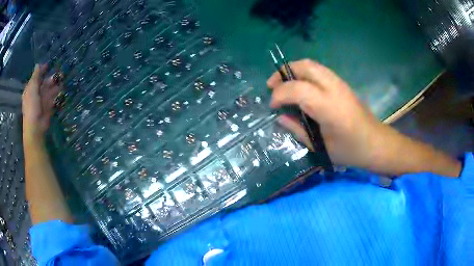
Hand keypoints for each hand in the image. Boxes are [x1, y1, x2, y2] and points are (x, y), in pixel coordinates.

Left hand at [22, 64, 61, 141]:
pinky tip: (61, 91)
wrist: (35, 127)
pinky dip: (57, 95)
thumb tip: (38, 64)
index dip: (41, 71)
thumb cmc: (31, 106)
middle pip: (44, 84)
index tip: (48, 65)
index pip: (36, 77)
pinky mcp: (48, 108)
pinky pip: (53, 99)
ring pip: (49, 91)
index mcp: (30, 89)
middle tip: (59, 74)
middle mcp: (36, 94)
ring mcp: (42, 102)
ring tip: (62, 81)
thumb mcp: (32, 89)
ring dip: (55, 86)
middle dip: (51, 79)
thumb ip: (35, 76)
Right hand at [267, 59, 385, 168]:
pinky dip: (305, 74)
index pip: (297, 89)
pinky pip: (319, 71)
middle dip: (284, 73)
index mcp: (328, 107)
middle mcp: (334, 88)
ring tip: (285, 86)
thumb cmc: (350, 151)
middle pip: (304, 66)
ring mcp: (340, 83)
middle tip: (273, 86)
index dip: (279, 94)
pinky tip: (302, 88)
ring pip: (312, 65)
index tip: (273, 106)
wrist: (376, 143)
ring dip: (294, 71)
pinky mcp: (343, 84)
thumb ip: (298, 130)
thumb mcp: (321, 147)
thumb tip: (280, 118)